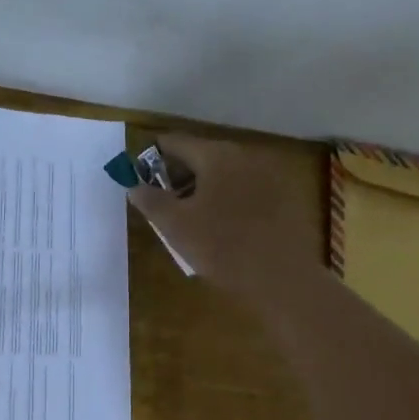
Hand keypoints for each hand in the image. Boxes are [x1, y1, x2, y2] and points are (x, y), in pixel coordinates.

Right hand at [127, 134, 314, 305]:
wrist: (281, 277)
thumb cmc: (221, 247)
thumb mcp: (175, 226)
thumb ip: (150, 200)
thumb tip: (135, 186)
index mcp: (216, 155)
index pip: (175, 142)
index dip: (153, 156)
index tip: (141, 177)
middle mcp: (244, 155)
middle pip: (202, 155)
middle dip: (179, 175)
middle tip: (163, 202)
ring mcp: (267, 174)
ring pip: (225, 173)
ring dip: (203, 188)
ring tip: (190, 217)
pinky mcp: (283, 196)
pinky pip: (245, 188)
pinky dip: (228, 198)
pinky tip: (222, 226)